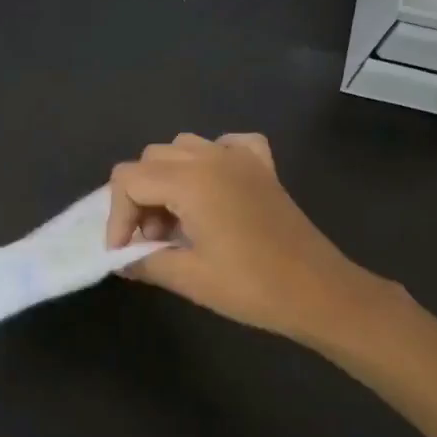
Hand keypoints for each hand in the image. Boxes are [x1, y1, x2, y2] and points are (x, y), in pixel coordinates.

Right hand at [106, 133, 381, 343]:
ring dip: (168, 178)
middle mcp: (212, 157)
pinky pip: (228, 144)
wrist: (319, 292)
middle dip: (140, 198)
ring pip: (184, 147)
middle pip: (151, 159)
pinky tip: (213, 188)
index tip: (124, 251)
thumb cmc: (251, 286)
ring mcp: (241, 157)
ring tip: (177, 220)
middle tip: (151, 240)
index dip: (117, 216)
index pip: (129, 180)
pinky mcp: (263, 168)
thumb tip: (122, 260)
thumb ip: (146, 261)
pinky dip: (211, 160)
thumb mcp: (189, 278)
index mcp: (191, 180)